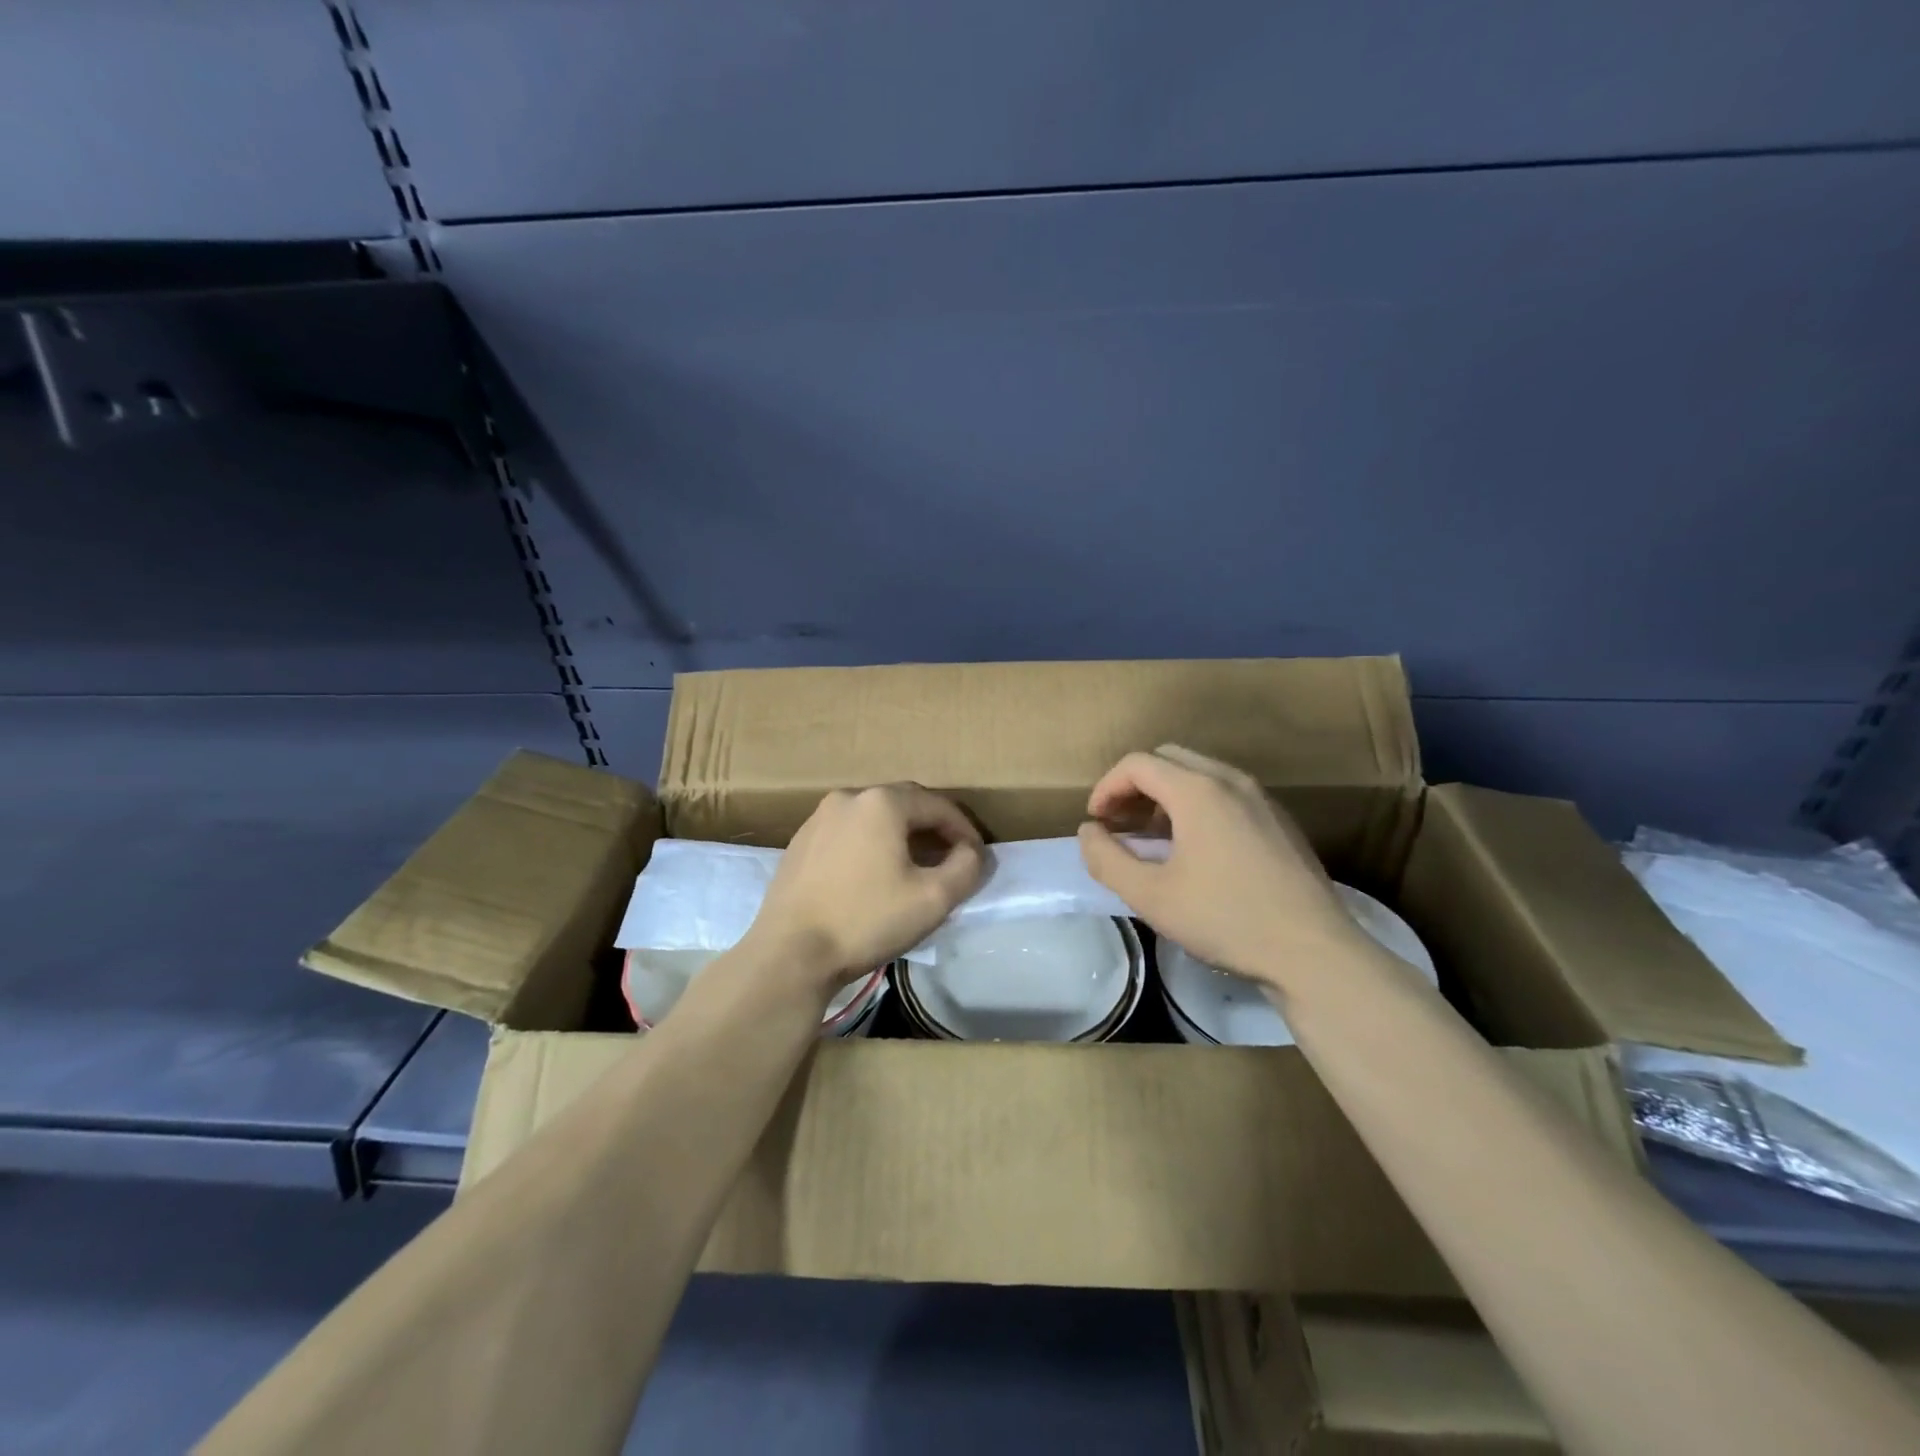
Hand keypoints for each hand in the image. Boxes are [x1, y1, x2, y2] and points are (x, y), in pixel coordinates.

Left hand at [744, 784, 985, 992]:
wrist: (790, 954)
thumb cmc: (866, 921)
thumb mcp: (933, 899)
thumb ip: (966, 867)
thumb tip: (970, 852)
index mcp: (882, 802)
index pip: (938, 805)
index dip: (964, 830)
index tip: (977, 857)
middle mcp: (848, 798)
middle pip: (904, 804)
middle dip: (933, 828)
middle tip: (951, 857)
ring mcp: (818, 818)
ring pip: (873, 818)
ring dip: (900, 836)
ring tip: (915, 866)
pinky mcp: (800, 842)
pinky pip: (847, 833)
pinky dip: (870, 845)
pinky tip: (873, 876)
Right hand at [1077, 744, 1366, 989]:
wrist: (1313, 951)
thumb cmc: (1225, 919)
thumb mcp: (1150, 896)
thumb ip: (1107, 859)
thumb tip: (1088, 832)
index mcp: (1197, 790)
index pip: (1137, 764)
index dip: (1106, 787)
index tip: (1096, 822)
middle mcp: (1230, 780)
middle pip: (1168, 759)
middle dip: (1135, 785)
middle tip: (1119, 824)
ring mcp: (1261, 797)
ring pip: (1200, 774)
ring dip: (1166, 795)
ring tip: (1151, 837)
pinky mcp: (1279, 820)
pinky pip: (1226, 793)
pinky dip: (1197, 805)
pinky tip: (1195, 849)